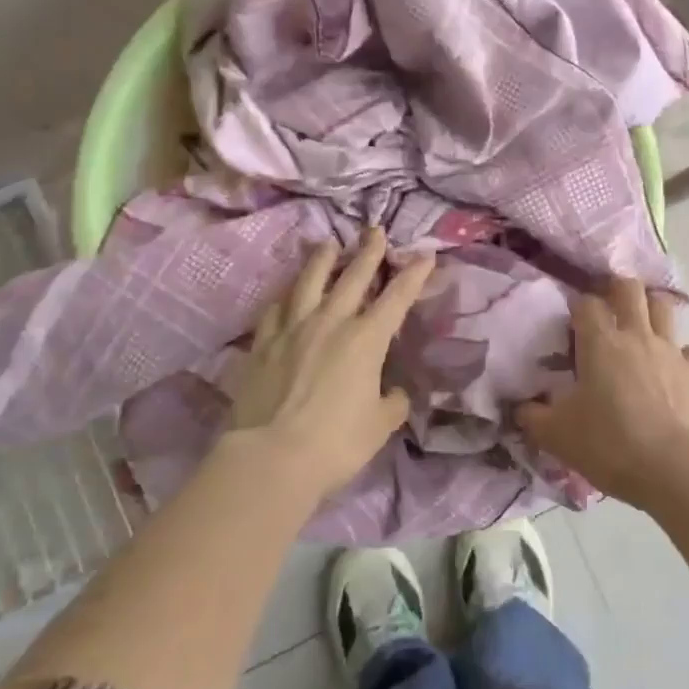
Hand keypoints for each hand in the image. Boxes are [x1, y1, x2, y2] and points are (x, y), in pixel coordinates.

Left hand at [226, 228, 434, 499]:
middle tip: (375, 231)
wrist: (271, 457)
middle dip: (368, 251)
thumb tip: (394, 393)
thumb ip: (392, 403)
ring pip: (309, 281)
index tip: (426, 254)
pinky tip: (287, 293)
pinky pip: (275, 309)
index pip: (397, 297)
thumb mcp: (379, 426)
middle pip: (353, 276)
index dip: (414, 274)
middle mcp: (331, 322)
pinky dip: (285, 296)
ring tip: (328, 243)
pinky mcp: (263, 343)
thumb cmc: (335, 443)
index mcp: (366, 339)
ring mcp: (293, 328)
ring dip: (322, 259)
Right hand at [517, 276, 688, 507]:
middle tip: (610, 310)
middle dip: (618, 290)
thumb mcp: (556, 435)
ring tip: (644, 328)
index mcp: (600, 342)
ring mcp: (672, 351)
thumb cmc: (608, 444)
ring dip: (653, 311)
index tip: (572, 324)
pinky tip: (679, 368)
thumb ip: (533, 416)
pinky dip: (687, 354)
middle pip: (630, 288)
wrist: (672, 469)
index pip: (586, 303)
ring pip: (665, 307)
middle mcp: (637, 335)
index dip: (578, 307)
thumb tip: (519, 407)